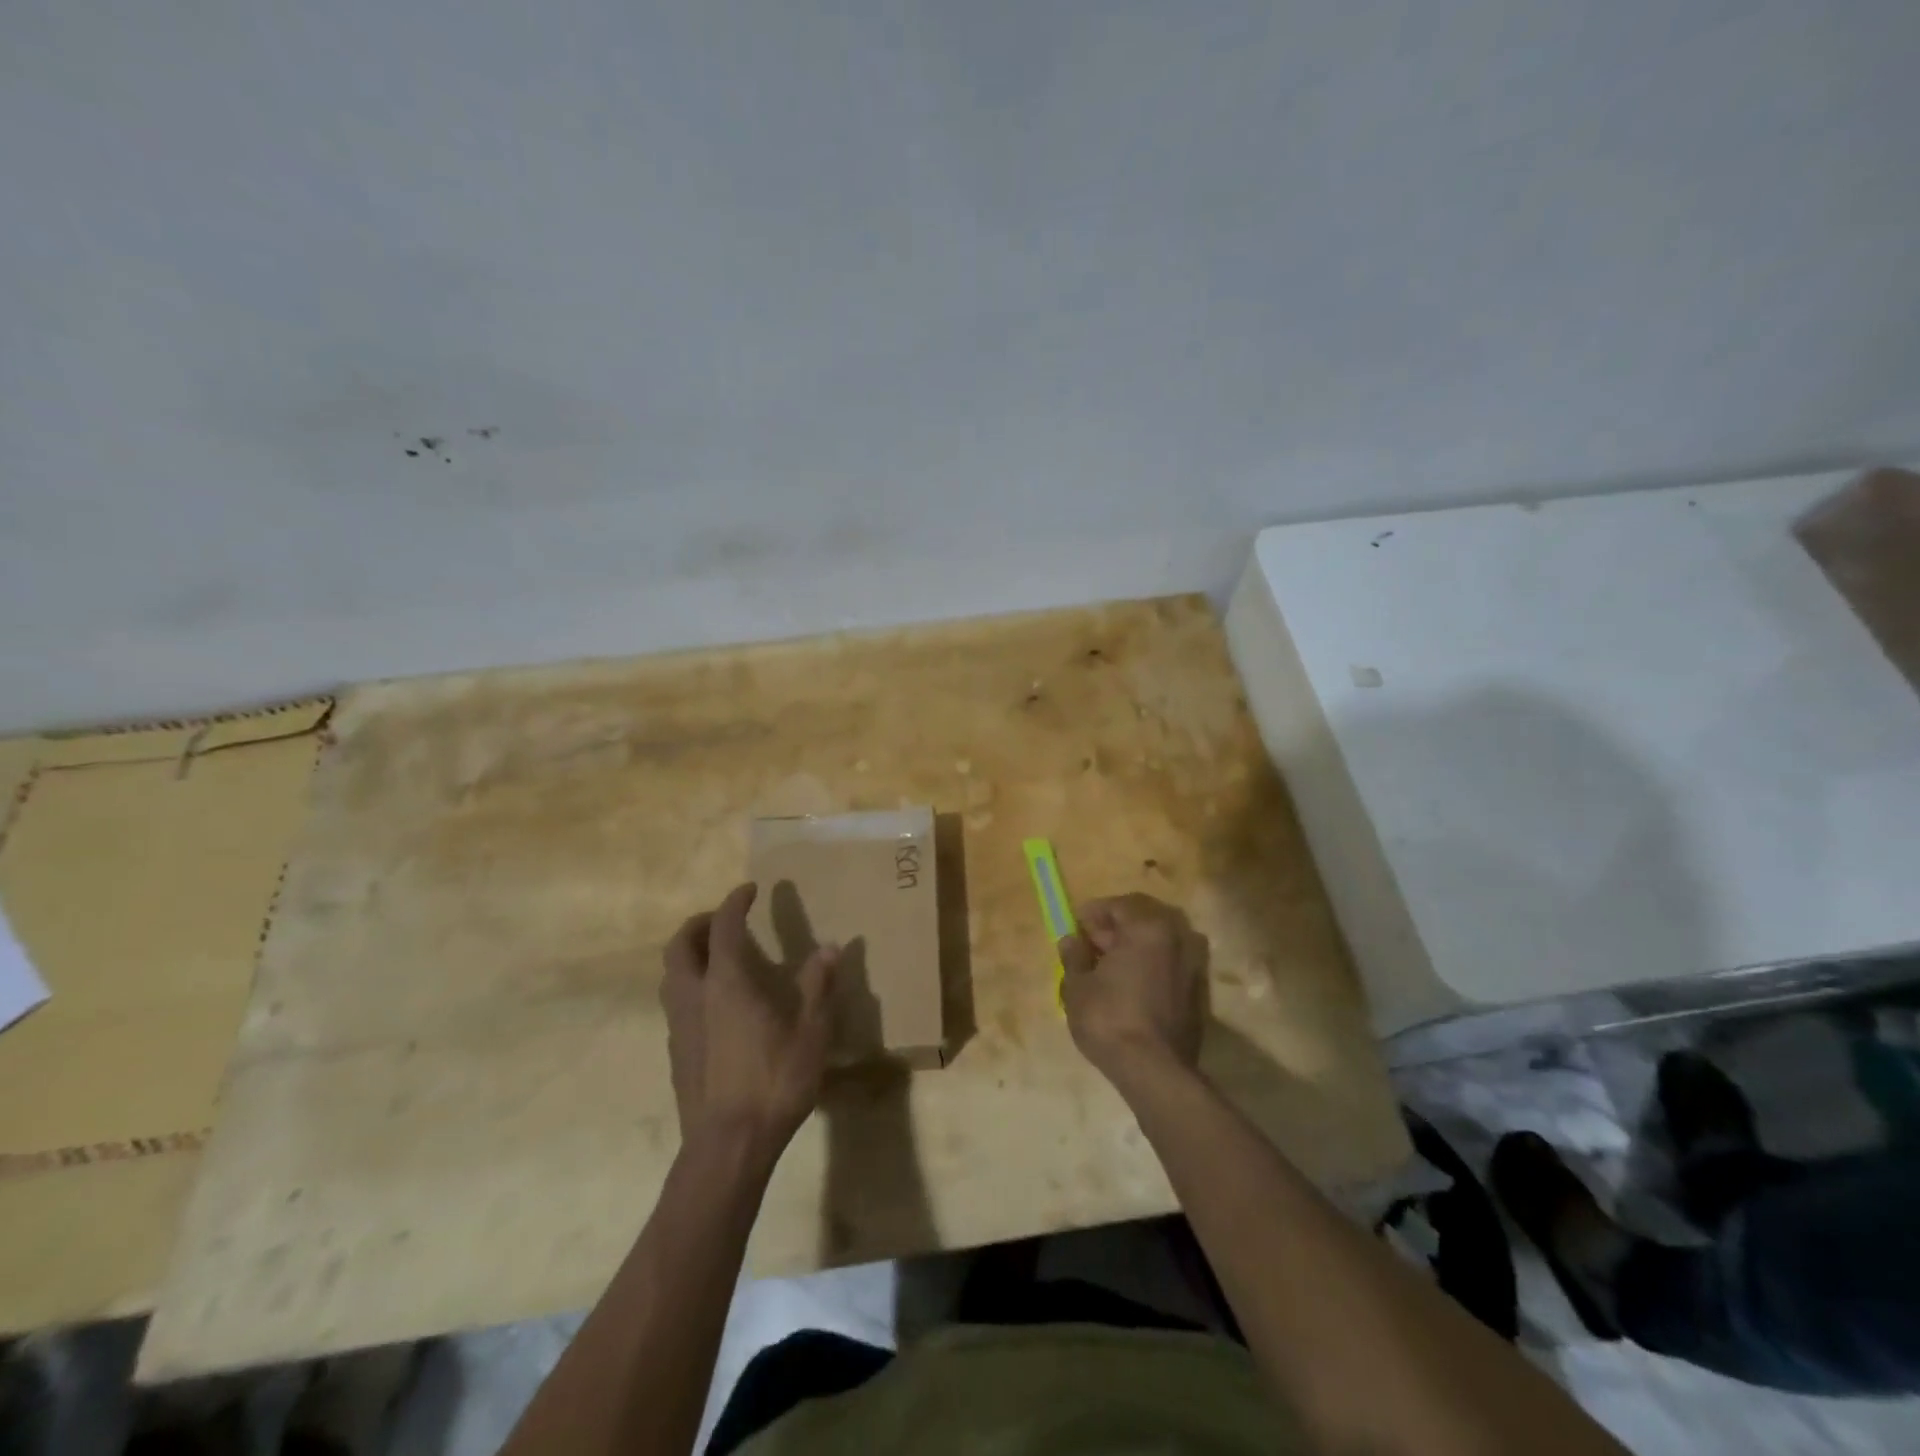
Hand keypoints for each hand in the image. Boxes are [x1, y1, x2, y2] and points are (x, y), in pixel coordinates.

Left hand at [660, 883, 839, 1160]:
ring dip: (689, 954)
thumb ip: (818, 987)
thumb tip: (830, 947)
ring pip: (670, 974)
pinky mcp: (676, 1053)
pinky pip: (675, 1003)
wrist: (726, 1149)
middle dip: (699, 924)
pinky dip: (690, 985)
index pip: (723, 927)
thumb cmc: (773, 1084)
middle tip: (723, 920)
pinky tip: (715, 1005)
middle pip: (680, 945)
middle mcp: (695, 996)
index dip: (734, 903)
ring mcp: (680, 1026)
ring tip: (717, 957)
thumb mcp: (810, 1034)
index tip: (749, 890)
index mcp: (727, 984)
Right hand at [1060, 893, 1207, 1089]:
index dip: (1093, 913)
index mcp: (1148, 928)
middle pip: (1141, 922)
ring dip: (1132, 950)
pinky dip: (1147, 969)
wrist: (1155, 1070)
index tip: (1075, 927)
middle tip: (1088, 947)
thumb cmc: (1109, 1018)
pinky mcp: (1197, 994)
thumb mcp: (1077, 985)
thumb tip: (1071, 940)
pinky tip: (1127, 989)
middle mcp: (1177, 938)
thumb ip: (1074, 956)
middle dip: (1113, 930)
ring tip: (1105, 970)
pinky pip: (1167, 968)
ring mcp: (1192, 967)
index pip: (1119, 905)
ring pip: (1157, 946)